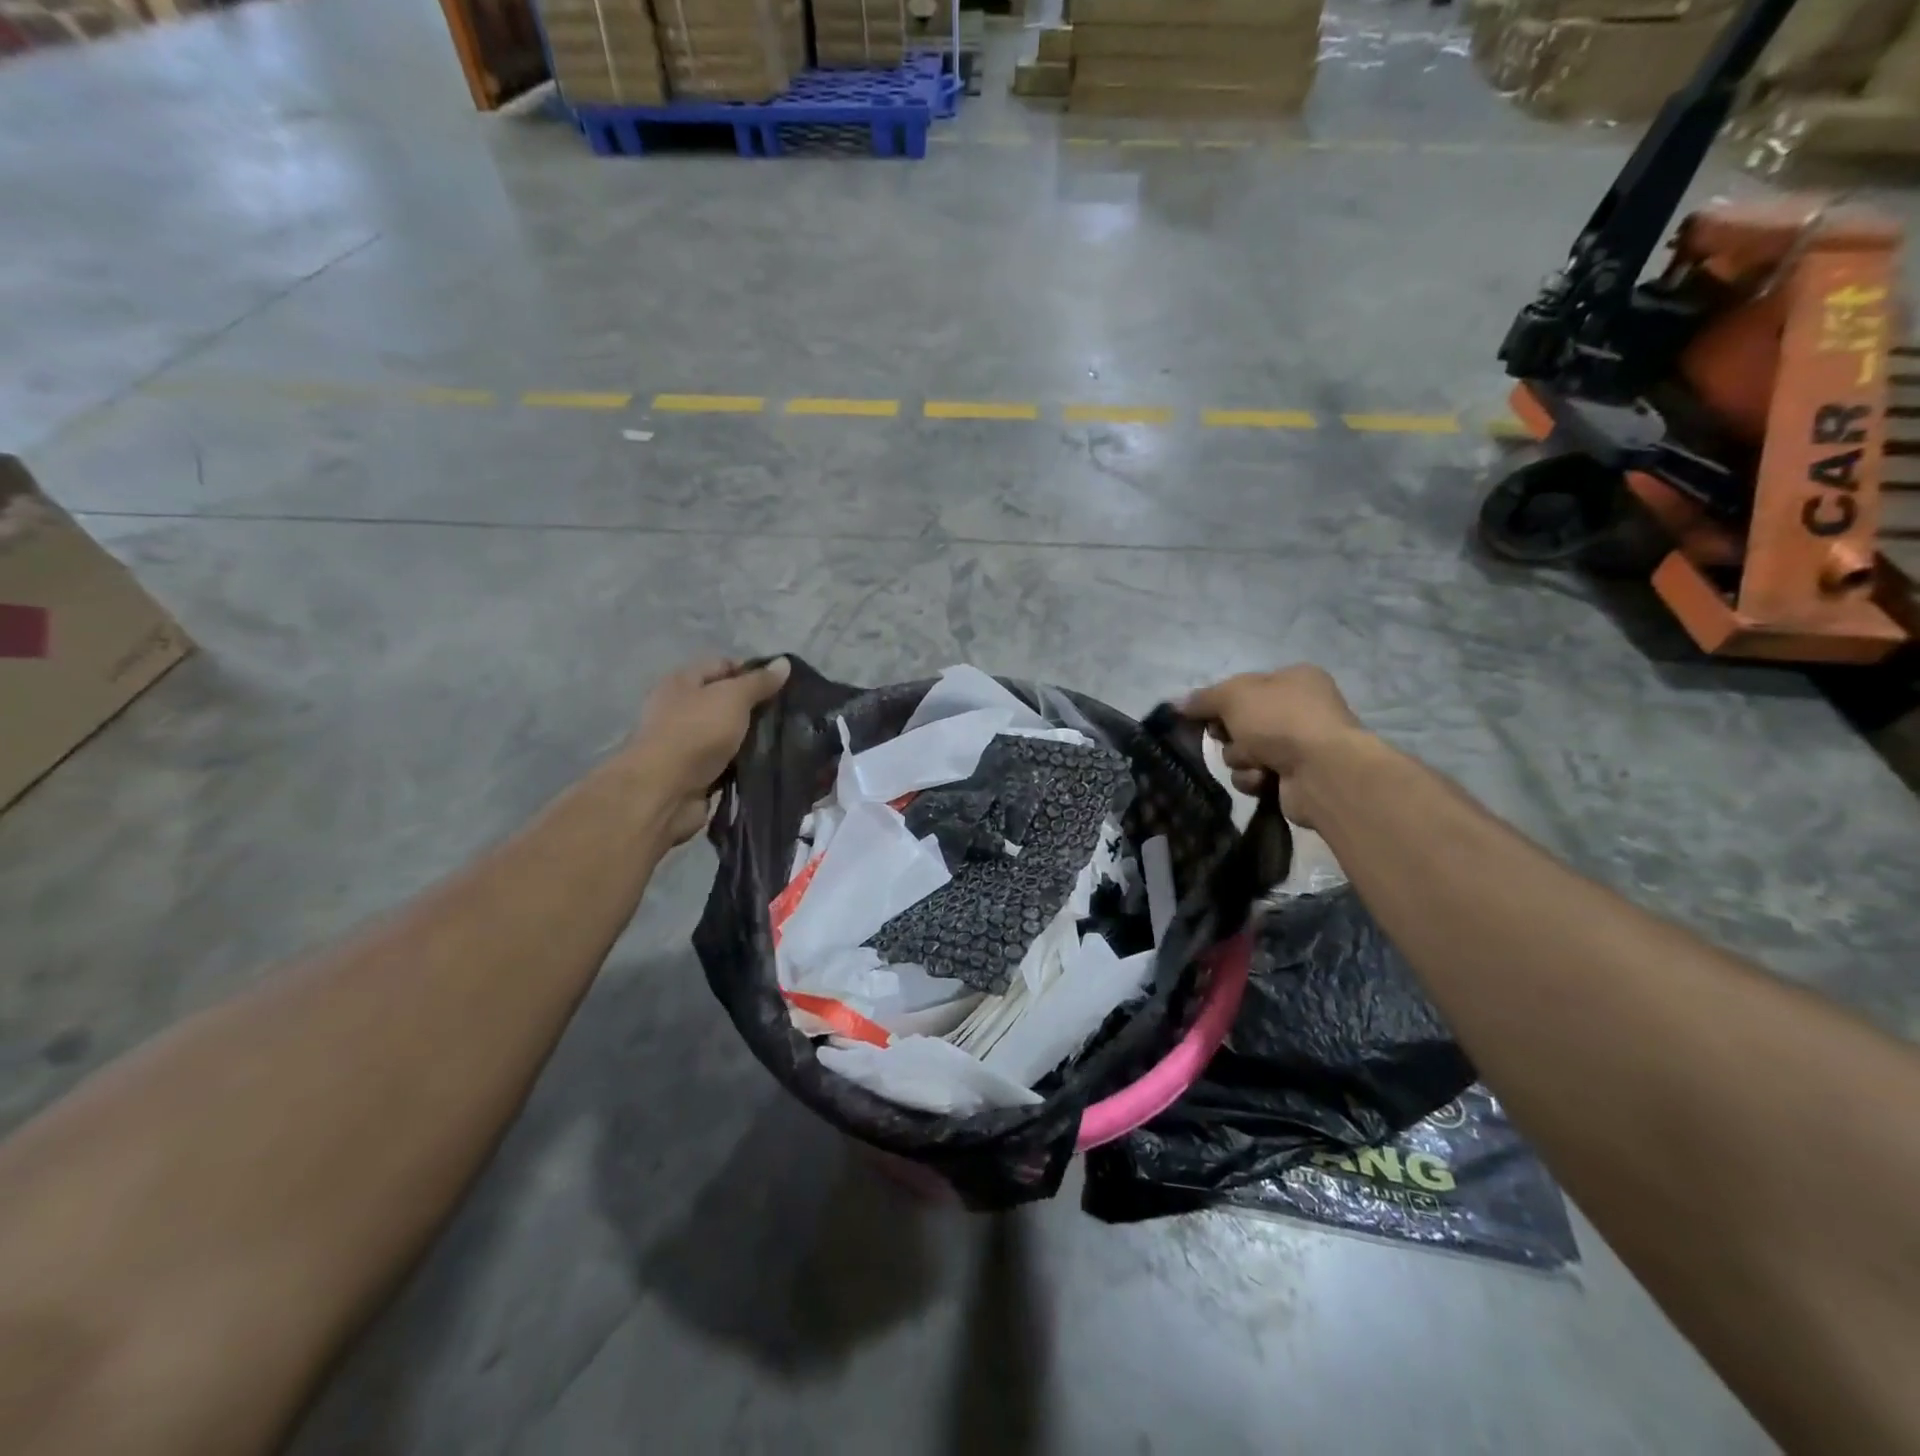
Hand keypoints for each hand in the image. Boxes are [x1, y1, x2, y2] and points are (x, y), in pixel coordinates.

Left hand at [629, 656, 790, 843]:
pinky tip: (771, 763)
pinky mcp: (696, 774)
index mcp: (682, 681)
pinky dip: (745, 763)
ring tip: (788, 739)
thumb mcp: (733, 697)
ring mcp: (687, 744)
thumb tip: (784, 662)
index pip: (723, 666)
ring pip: (729, 734)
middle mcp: (681, 709)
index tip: (785, 685)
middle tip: (790, 714)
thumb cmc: (696, 732)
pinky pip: (728, 763)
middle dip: (756, 707)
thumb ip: (759, 681)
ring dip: (753, 738)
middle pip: (726, 701)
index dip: (753, 671)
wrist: (664, 791)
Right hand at [1179, 665, 1368, 826]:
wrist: (1322, 771)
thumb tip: (1175, 703)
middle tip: (1230, 737)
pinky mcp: (1295, 777)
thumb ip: (1202, 698)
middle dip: (1230, 735)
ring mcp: (1299, 745)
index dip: (1220, 702)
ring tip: (1256, 762)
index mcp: (1293, 679)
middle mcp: (1299, 709)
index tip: (1202, 716)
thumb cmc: (1280, 720)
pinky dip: (1254, 778)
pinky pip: (1256, 776)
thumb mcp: (1233, 696)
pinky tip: (1265, 779)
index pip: (1243, 687)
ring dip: (1241, 759)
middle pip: (1239, 722)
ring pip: (1243, 752)